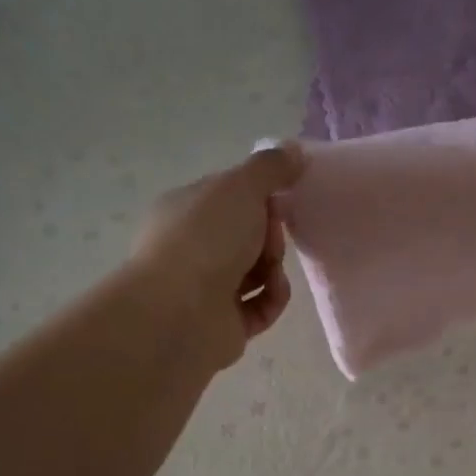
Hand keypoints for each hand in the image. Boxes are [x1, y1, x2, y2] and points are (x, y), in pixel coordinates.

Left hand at [131, 143, 304, 367]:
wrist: (180, 313)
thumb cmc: (205, 239)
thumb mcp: (240, 186)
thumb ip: (270, 167)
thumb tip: (295, 151)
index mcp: (185, 209)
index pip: (228, 196)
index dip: (259, 195)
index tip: (279, 198)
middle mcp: (191, 247)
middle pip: (247, 234)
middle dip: (269, 233)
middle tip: (270, 236)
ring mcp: (205, 289)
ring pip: (256, 271)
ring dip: (273, 267)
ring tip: (271, 270)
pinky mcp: (224, 324)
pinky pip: (261, 306)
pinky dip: (273, 298)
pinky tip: (273, 292)